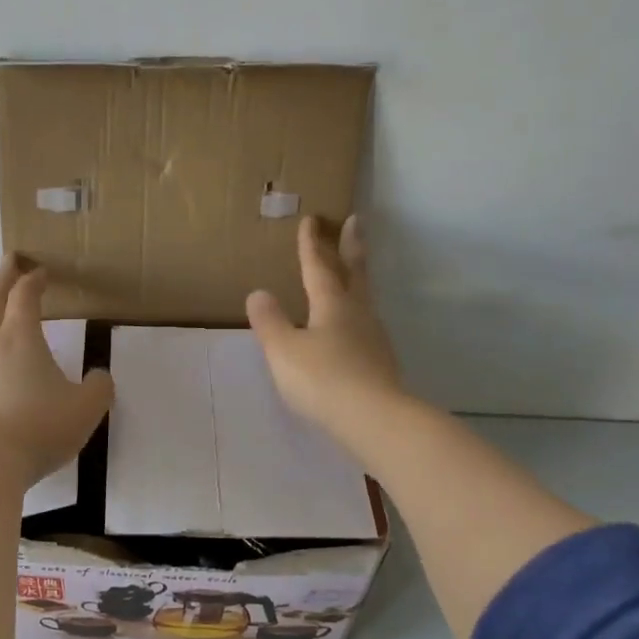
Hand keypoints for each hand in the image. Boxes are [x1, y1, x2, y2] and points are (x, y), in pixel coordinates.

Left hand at [0, 256, 114, 487]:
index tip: (41, 271)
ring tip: (4, 348)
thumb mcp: (85, 410)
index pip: (25, 295)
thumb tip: (100, 377)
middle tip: (10, 262)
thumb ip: (98, 389)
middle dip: (3, 278)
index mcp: (19, 338)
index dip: (34, 280)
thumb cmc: (38, 427)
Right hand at [246, 215, 403, 451]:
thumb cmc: (322, 379)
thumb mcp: (284, 350)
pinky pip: (365, 325)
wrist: (374, 419)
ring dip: (358, 279)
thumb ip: (270, 322)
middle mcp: (357, 313)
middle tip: (356, 221)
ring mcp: (373, 338)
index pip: (318, 267)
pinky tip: (352, 327)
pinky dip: (357, 312)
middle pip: (354, 273)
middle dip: (351, 246)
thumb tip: (258, 293)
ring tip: (352, 273)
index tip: (311, 219)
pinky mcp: (380, 362)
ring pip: (364, 298)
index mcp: (331, 304)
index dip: (312, 244)